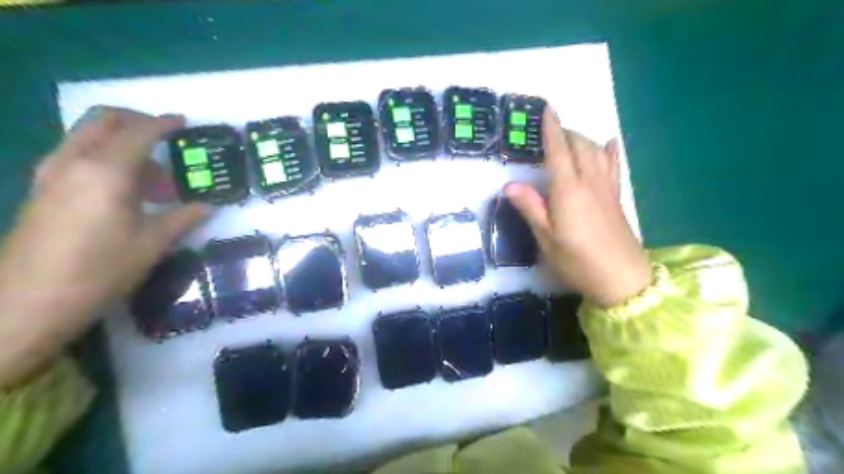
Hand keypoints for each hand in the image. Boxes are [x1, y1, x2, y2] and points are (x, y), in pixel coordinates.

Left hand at [1, 108, 206, 388]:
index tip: (185, 123)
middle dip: (137, 121)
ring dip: (122, 144)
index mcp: (106, 172)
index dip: (164, 124)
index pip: (139, 132)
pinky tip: (123, 190)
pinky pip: (77, 156)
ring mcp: (51, 174)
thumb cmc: (99, 271)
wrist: (27, 302)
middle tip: (166, 139)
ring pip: (87, 137)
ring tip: (153, 180)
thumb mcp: (152, 245)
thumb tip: (207, 206)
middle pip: (103, 120)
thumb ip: (183, 218)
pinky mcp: (42, 189)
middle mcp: (74, 162)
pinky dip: (105, 158)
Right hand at [508, 107, 650, 307]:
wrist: (621, 277)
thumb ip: (531, 208)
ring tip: (570, 137)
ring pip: (596, 151)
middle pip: (579, 145)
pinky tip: (610, 143)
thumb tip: (509, 185)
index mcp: (568, 190)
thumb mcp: (546, 238)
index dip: (552, 129)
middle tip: (551, 131)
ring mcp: (606, 187)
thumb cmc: (577, 260)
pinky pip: (614, 166)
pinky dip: (610, 152)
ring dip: (583, 139)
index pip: (558, 151)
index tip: (547, 108)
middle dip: (566, 132)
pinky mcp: (616, 197)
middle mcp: (589, 181)